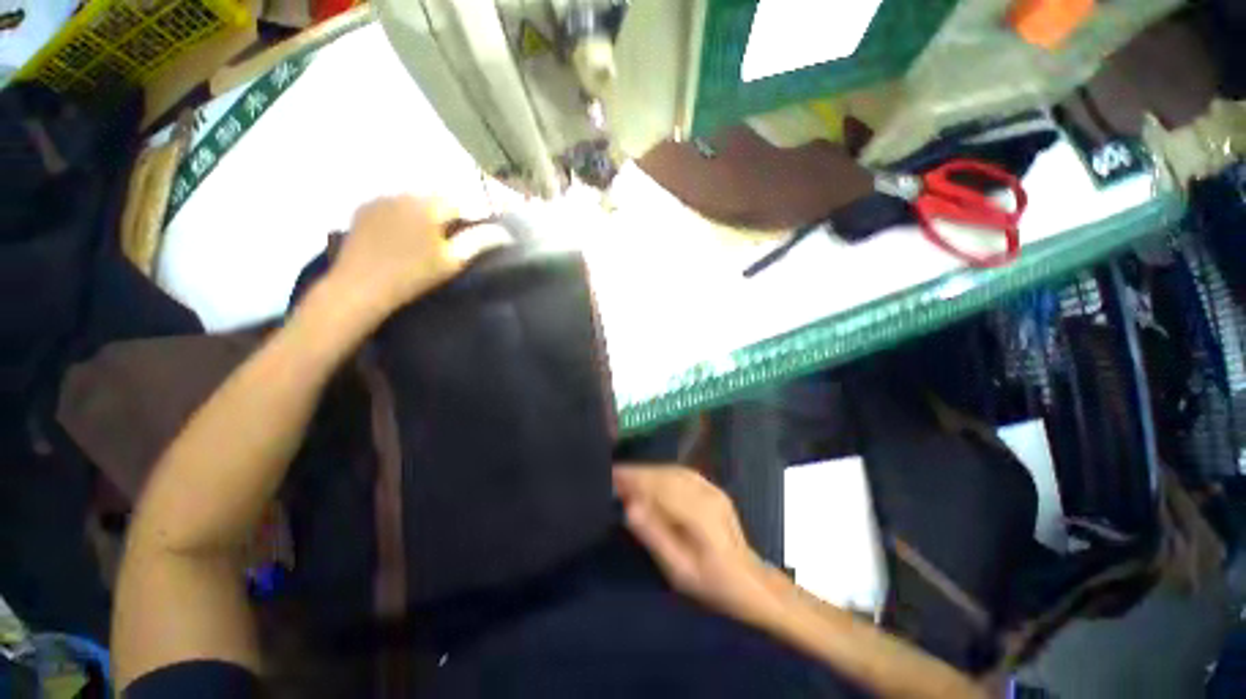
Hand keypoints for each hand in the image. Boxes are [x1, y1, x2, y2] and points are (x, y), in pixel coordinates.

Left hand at [327, 195, 506, 318]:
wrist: (360, 287)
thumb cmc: (413, 276)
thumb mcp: (452, 261)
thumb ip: (479, 241)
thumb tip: (504, 232)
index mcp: (429, 206)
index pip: (461, 203)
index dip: (472, 218)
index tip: (476, 234)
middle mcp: (404, 194)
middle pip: (436, 198)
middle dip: (449, 213)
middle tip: (453, 237)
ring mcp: (381, 199)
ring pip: (414, 199)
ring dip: (426, 212)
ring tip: (428, 236)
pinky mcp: (364, 208)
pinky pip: (393, 203)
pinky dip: (404, 213)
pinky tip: (403, 233)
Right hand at [613, 465, 780, 623]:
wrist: (749, 582)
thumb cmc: (711, 584)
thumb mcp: (678, 570)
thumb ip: (654, 537)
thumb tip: (629, 507)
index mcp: (699, 514)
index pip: (659, 486)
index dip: (634, 478)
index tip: (611, 476)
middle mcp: (706, 493)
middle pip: (665, 474)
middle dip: (638, 472)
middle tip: (614, 476)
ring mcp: (712, 488)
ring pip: (673, 470)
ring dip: (649, 470)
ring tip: (627, 476)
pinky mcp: (713, 488)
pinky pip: (682, 473)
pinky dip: (662, 472)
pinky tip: (651, 478)